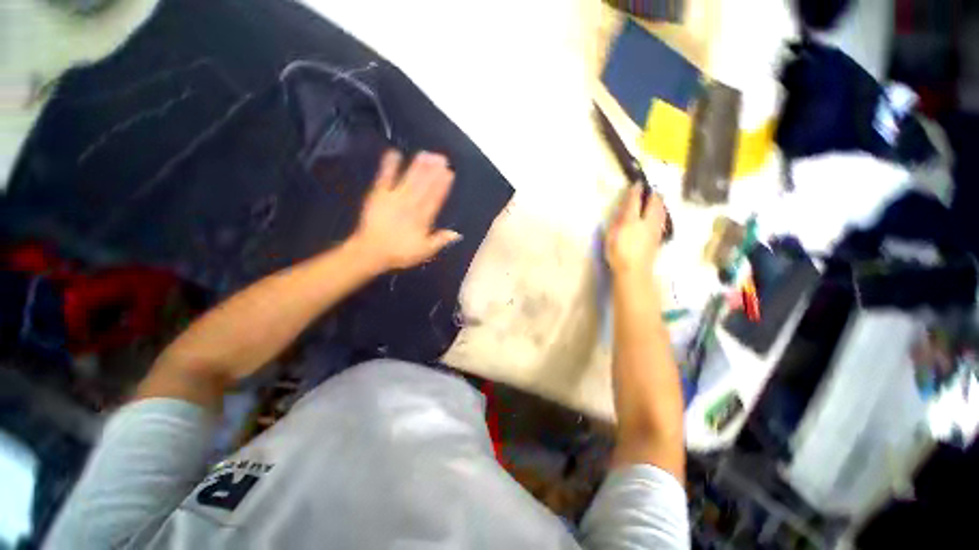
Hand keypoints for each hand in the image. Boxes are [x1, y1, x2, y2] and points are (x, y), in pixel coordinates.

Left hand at [350, 149, 461, 271]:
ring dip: (417, 166)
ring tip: (426, 154)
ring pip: (409, 180)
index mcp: (423, 219)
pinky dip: (389, 166)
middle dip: (433, 171)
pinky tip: (394, 153)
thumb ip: (440, 241)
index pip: (435, 199)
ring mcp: (394, 198)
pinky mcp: (378, 195)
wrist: (371, 252)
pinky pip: (385, 178)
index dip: (442, 186)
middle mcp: (410, 205)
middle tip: (441, 157)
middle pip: (424, 186)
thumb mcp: (424, 251)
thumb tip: (457, 233)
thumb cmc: (400, 253)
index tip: (449, 173)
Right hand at [605, 185, 666, 278]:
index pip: (634, 202)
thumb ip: (617, 222)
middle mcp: (646, 222)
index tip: (637, 183)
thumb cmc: (618, 254)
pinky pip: (662, 219)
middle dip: (653, 195)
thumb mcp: (611, 237)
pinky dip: (661, 212)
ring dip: (660, 202)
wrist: (634, 271)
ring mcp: (655, 229)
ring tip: (658, 198)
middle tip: (651, 189)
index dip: (636, 191)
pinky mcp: (659, 237)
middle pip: (654, 204)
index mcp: (632, 221)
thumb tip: (623, 210)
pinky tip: (660, 212)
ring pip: (661, 211)